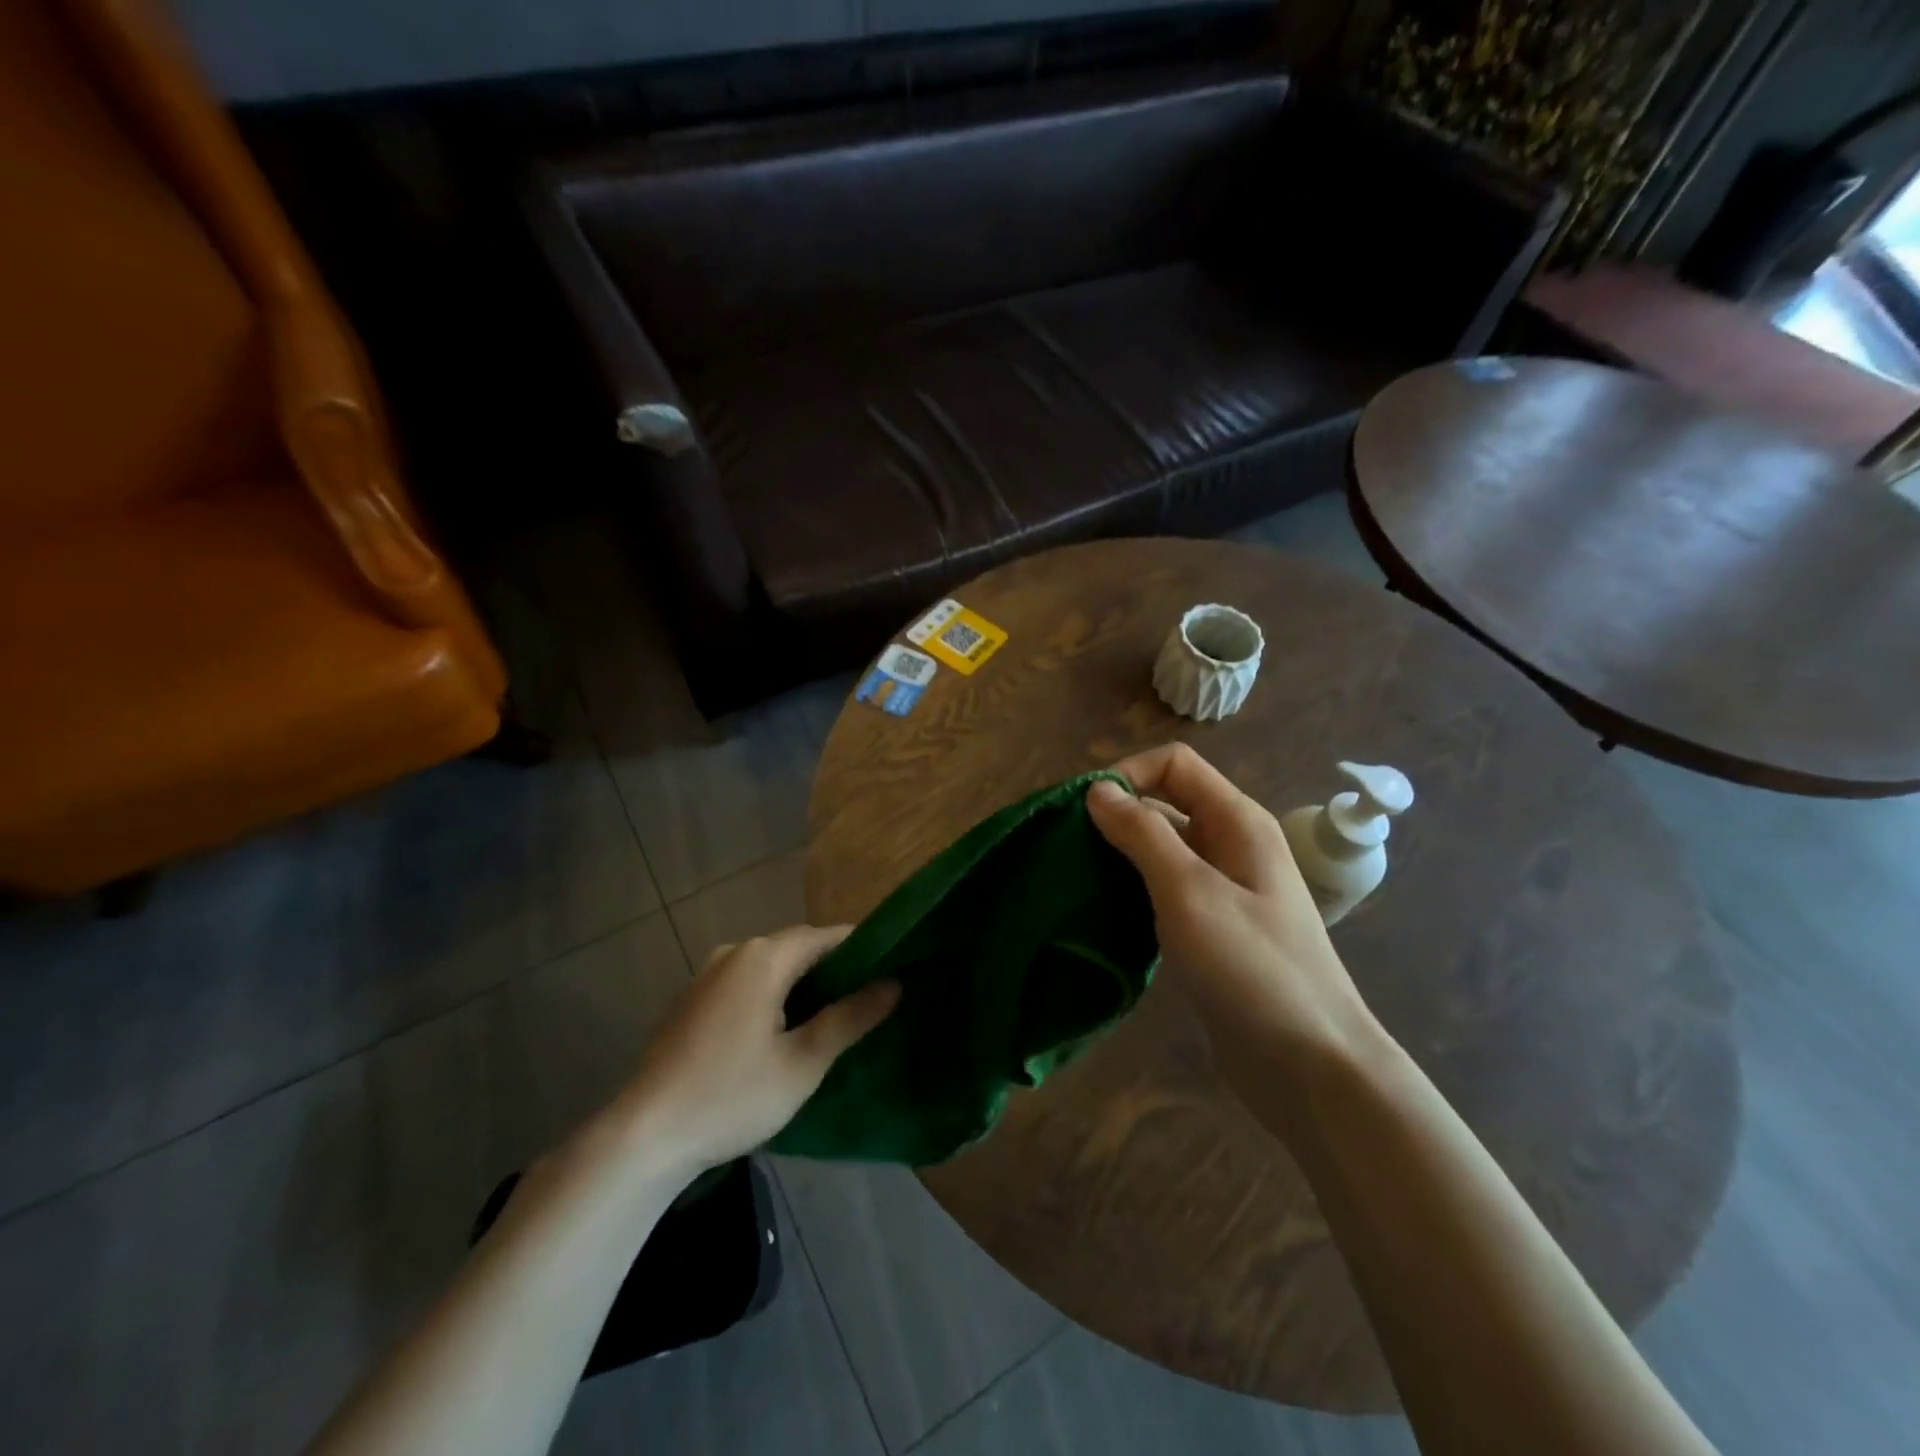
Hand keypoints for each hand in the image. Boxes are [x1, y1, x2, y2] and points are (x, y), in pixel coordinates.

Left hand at [624, 926, 899, 1173]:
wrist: (644, 1136)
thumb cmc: (732, 1096)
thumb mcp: (803, 1063)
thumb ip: (851, 1018)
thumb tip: (894, 984)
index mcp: (764, 958)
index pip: (827, 936)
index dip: (863, 948)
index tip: (892, 966)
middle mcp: (735, 952)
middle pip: (798, 947)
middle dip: (834, 967)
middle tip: (868, 996)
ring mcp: (707, 973)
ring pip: (770, 965)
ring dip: (802, 982)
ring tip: (833, 1014)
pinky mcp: (692, 998)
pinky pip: (745, 982)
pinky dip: (772, 993)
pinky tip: (781, 1029)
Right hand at [1086, 744, 1385, 1108]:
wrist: (1311, 1067)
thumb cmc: (1252, 969)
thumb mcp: (1190, 892)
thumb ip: (1143, 834)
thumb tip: (1098, 790)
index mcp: (1237, 821)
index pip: (1174, 764)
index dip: (1127, 775)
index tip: (1083, 813)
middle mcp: (1231, 845)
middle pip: (1165, 803)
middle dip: (1115, 816)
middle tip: (1067, 850)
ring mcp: (1223, 889)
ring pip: (1160, 850)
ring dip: (1119, 856)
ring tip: (1076, 881)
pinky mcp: (1212, 928)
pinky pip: (1164, 890)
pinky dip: (1132, 891)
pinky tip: (1104, 914)